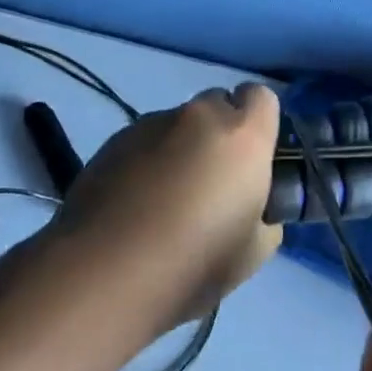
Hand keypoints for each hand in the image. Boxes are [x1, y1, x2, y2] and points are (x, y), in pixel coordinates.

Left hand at [56, 84, 282, 326]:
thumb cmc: (195, 262)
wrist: (107, 273)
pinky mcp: (113, 141)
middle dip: (219, 132)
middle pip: (217, 104)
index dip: (259, 123)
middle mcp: (199, 116)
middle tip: (211, 182)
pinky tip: (134, 206)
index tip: (252, 159)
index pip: (262, 97)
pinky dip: (146, 161)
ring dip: (180, 148)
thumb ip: (264, 214)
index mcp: (242, 135)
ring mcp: (151, 124)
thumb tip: (253, 207)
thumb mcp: (255, 251)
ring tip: (164, 201)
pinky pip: (143, 141)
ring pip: (178, 124)